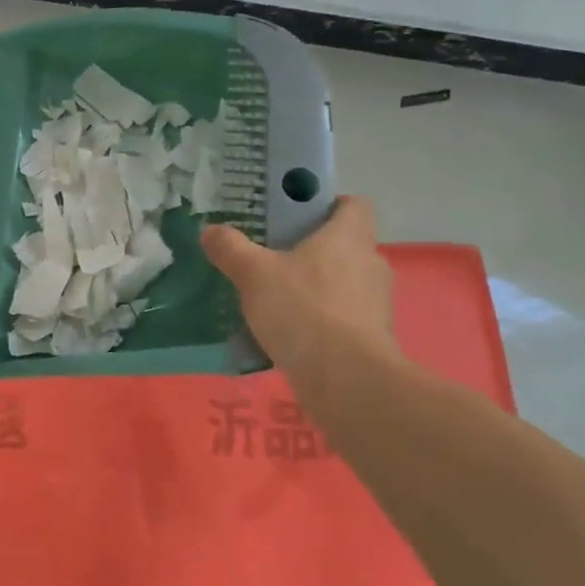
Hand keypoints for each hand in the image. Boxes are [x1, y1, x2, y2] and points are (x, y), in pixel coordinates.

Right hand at [200, 197, 400, 387]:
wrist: (347, 381)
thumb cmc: (303, 310)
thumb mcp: (253, 273)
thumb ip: (230, 248)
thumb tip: (209, 230)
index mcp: (349, 236)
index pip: (352, 205)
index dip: (327, 204)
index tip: (294, 215)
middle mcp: (370, 263)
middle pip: (344, 244)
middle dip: (311, 249)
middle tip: (272, 255)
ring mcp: (376, 304)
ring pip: (343, 282)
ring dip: (315, 286)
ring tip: (275, 297)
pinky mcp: (372, 339)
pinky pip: (342, 317)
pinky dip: (319, 320)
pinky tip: (288, 332)